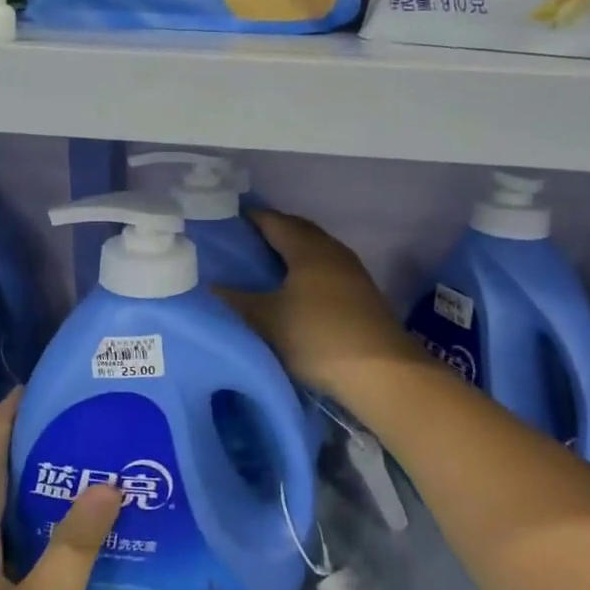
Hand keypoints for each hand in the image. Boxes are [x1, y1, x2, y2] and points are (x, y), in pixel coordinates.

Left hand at [0, 388, 121, 589]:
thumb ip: (76, 543)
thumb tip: (107, 482)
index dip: (3, 426)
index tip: (24, 388)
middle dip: (23, 463)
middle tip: (68, 434)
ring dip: (30, 509)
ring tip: (75, 488)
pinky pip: (5, 573)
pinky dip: (33, 552)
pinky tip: (62, 564)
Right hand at [217, 209, 423, 400]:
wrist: (381, 371)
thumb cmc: (318, 337)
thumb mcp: (266, 321)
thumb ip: (235, 301)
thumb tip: (207, 286)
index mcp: (308, 248)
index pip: (273, 221)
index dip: (249, 218)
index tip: (225, 221)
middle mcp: (332, 250)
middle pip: (298, 230)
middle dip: (271, 231)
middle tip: (241, 242)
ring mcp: (351, 271)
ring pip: (314, 250)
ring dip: (291, 252)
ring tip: (263, 265)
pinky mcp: (361, 293)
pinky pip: (326, 268)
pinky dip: (305, 269)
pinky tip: (294, 288)